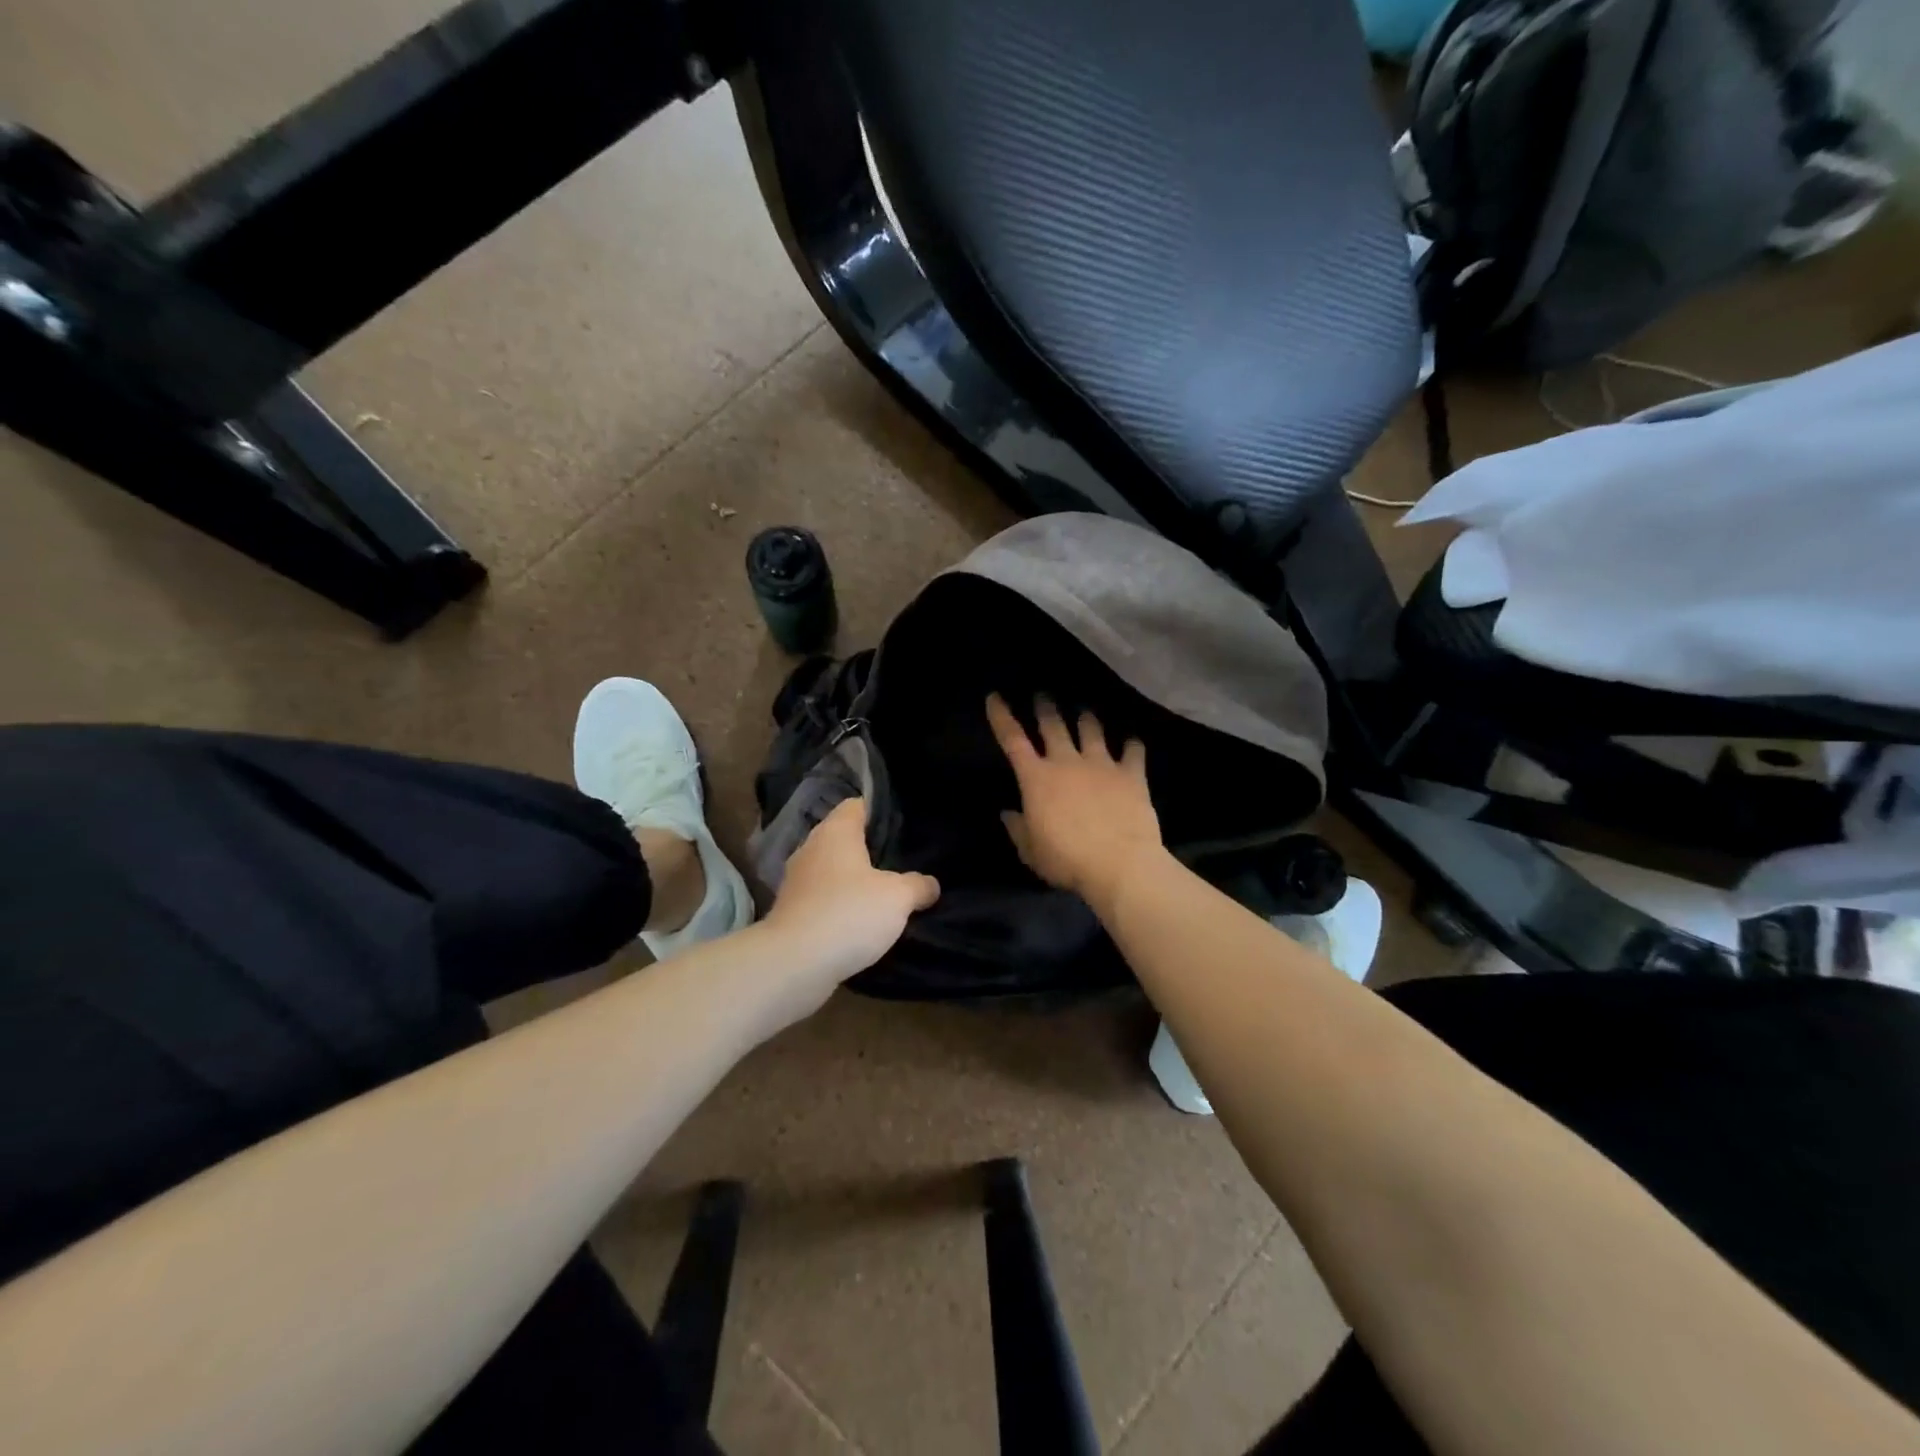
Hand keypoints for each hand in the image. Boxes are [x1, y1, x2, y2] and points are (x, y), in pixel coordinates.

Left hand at [763, 797, 939, 995]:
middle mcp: (811, 849)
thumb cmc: (848, 914)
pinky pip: (824, 900)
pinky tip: (863, 924)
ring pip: (833, 872)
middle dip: (871, 850)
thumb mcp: (898, 898)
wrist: (793, 964)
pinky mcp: (792, 913)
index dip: (881, 812)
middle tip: (904, 862)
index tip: (905, 826)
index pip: (857, 805)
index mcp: (835, 832)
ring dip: (855, 882)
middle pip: (845, 839)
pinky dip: (841, 908)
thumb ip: (918, 886)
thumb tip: (930, 885)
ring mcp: (797, 882)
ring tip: (887, 895)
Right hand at [986, 694, 1165, 913]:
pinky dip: (1132, 744)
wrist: (1120, 864)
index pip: (1012, 740)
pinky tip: (1133, 741)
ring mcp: (1101, 764)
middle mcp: (1067, 762)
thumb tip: (1009, 813)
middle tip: (1043, 696)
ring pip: (1092, 730)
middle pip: (1053, 725)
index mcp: (1036, 779)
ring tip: (1085, 712)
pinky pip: (1133, 751)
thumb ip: (1018, 829)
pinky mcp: (1131, 774)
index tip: (995, 697)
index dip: (1002, 716)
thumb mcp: (1031, 852)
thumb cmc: (1067, 861)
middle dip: (1046, 708)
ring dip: (1087, 719)